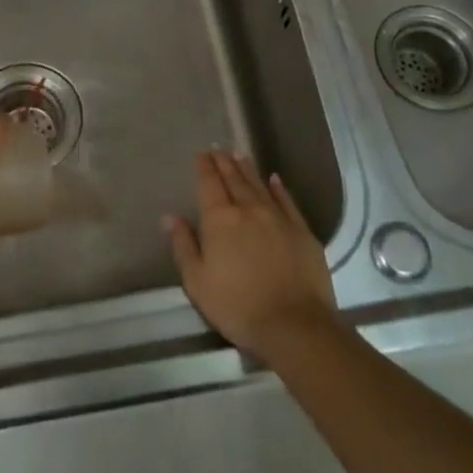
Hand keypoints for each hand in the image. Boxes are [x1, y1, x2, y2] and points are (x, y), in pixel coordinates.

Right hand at [165, 150, 338, 360]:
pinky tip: (275, 179)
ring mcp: (278, 218)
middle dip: (224, 162)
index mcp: (220, 219)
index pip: (209, 184)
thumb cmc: (237, 306)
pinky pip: (287, 201)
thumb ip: (184, 245)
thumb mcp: (197, 282)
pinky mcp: (302, 231)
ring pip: (259, 185)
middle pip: (234, 179)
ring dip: (248, 169)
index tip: (201, 153)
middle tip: (218, 148)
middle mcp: (248, 209)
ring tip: (240, 154)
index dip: (204, 167)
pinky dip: (279, 188)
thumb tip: (170, 216)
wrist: (294, 324)